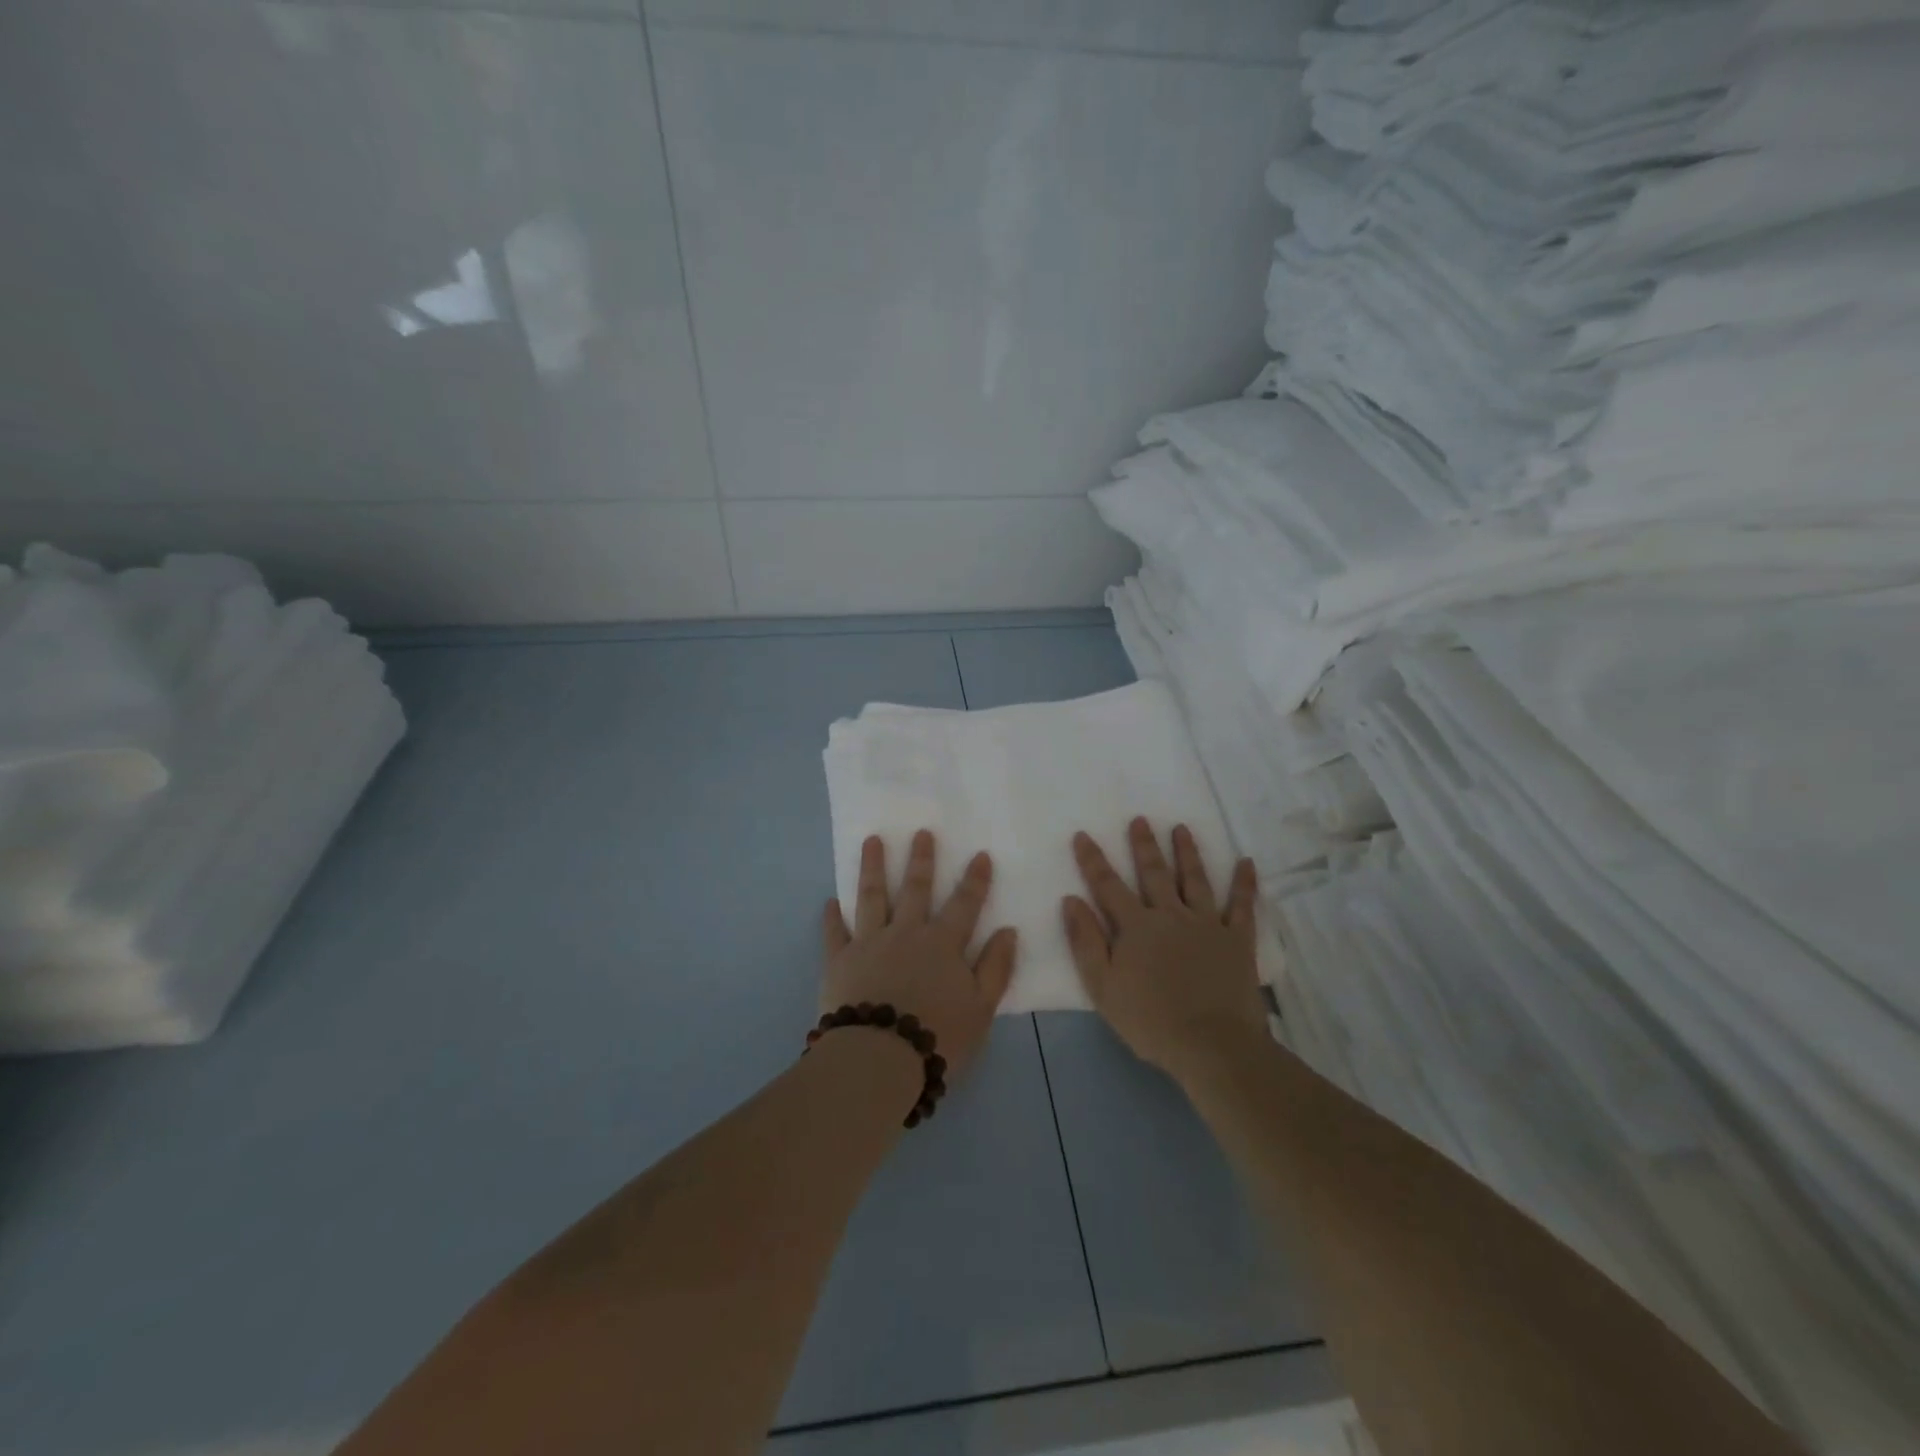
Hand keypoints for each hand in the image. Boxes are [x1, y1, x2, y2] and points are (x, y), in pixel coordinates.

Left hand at [821, 830, 1018, 1079]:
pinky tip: (830, 901)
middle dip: (921, 860)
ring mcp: (869, 944)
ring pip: (871, 896)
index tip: (980, 854)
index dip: (975, 880)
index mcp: (943, 945)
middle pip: (915, 889)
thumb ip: (995, 968)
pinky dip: (832, 917)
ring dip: (872, 867)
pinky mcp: (839, 962)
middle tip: (921, 832)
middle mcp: (906, 934)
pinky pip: (835, 933)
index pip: (964, 904)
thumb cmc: (937, 1037)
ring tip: (872, 841)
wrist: (877, 1060)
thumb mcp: (981, 1009)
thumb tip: (1008, 930)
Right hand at [1063, 818, 1265, 1082]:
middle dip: (1144, 845)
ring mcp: (1207, 924)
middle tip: (1140, 819)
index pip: (1108, 885)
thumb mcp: (1102, 987)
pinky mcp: (1238, 939)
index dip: (1093, 860)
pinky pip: (1243, 905)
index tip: (1083, 835)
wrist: (1212, 1045)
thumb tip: (1071, 900)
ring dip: (1187, 852)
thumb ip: (1085, 941)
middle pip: (1154, 873)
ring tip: (1181, 828)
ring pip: (1196, 879)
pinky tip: (1247, 862)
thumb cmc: (1150, 1020)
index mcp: (1136, 926)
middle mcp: (1171, 914)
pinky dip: (1245, 883)